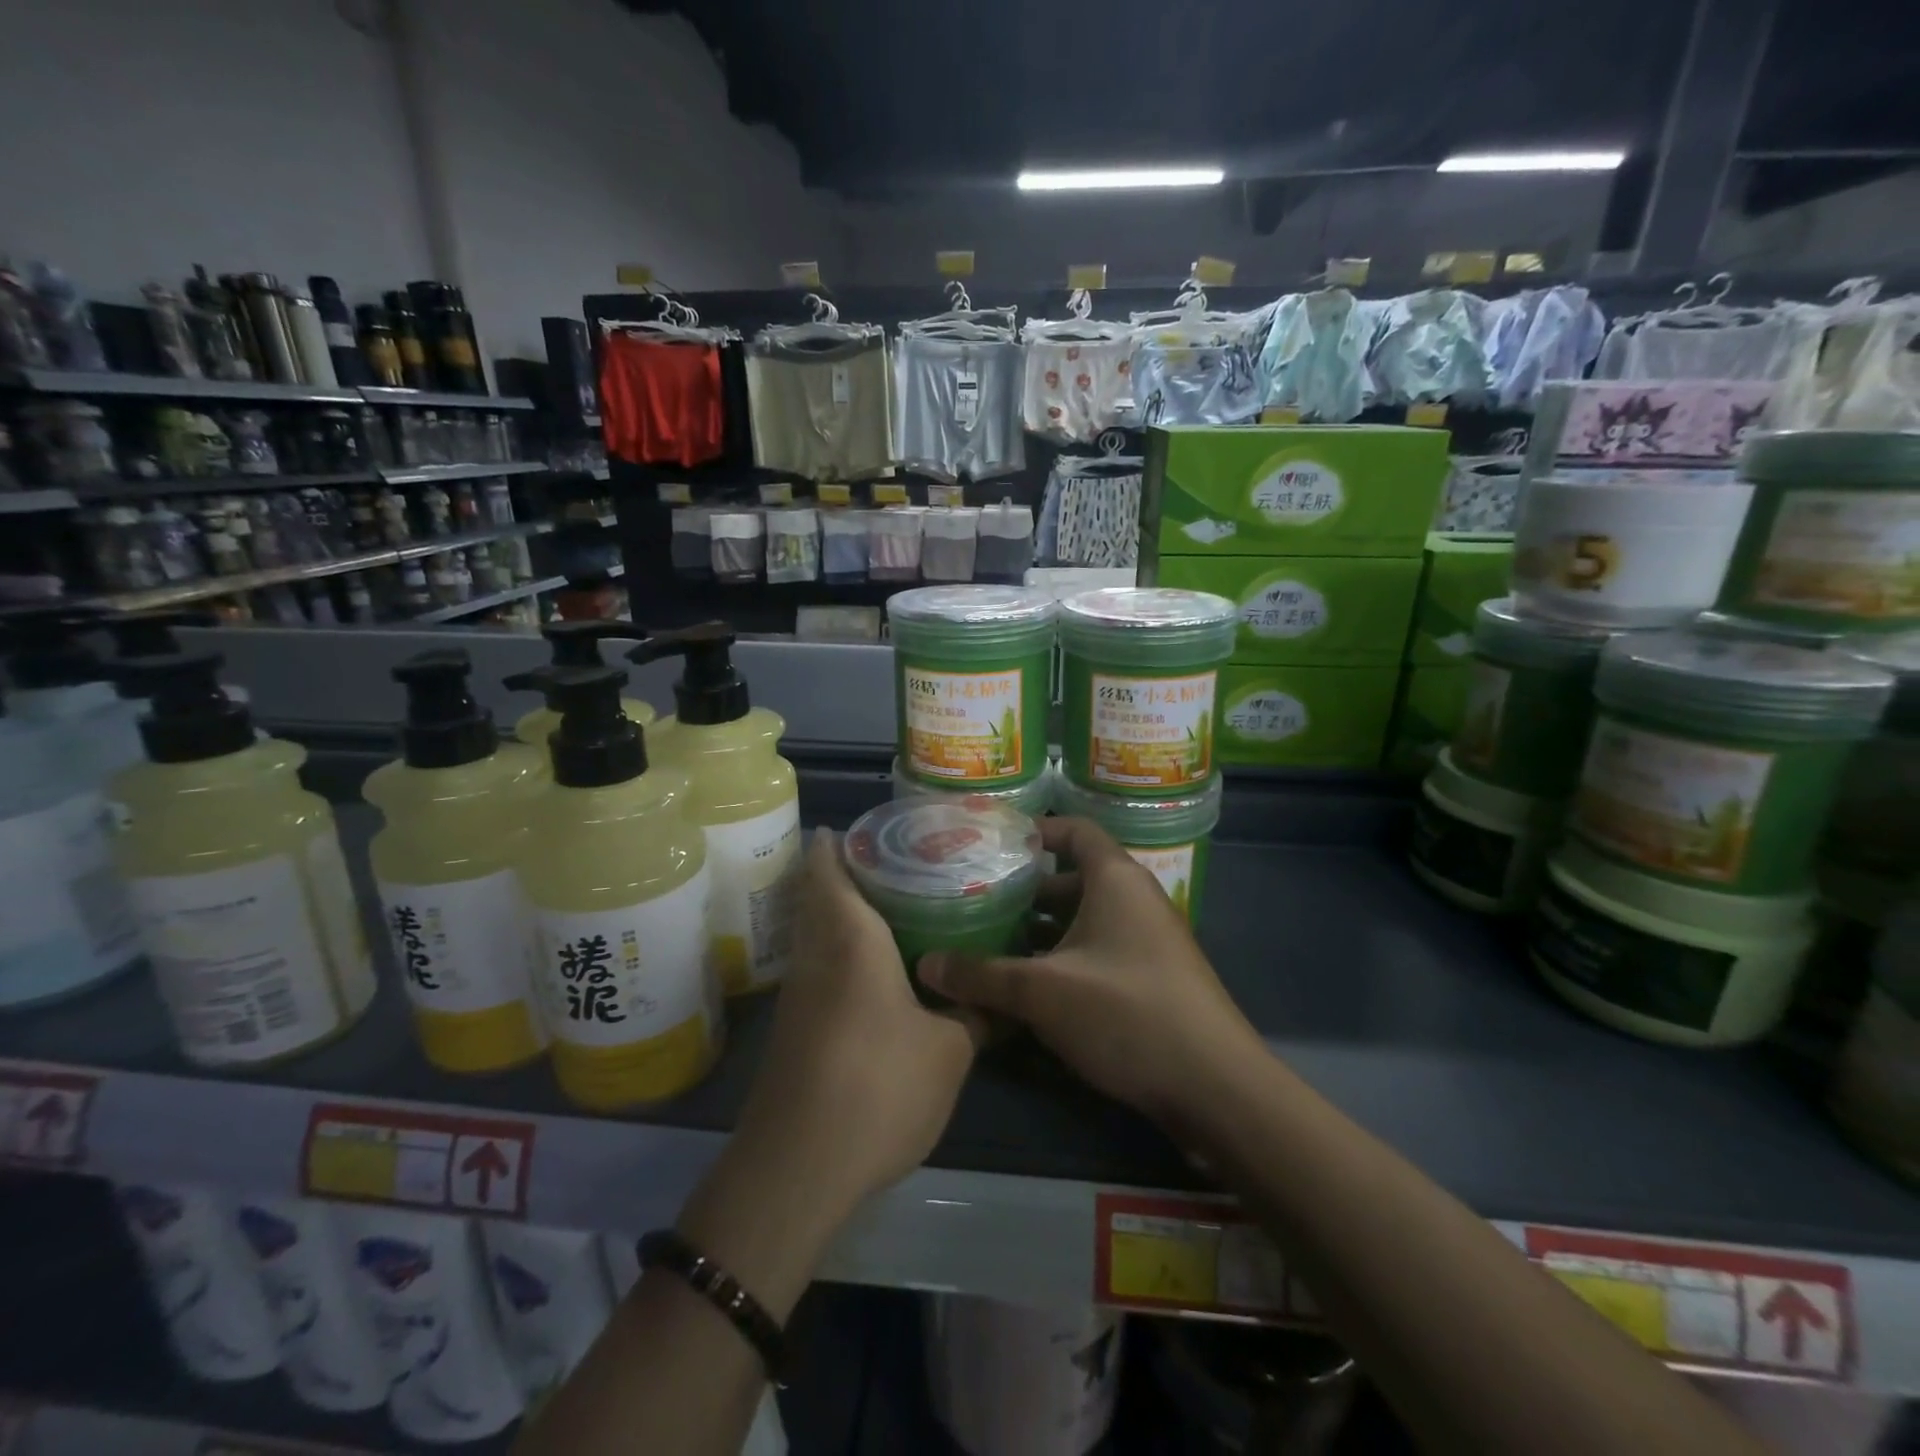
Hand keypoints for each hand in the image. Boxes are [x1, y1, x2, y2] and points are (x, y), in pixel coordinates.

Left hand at [732, 829, 985, 1211]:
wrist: (796, 1169)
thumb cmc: (878, 1087)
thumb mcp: (949, 1051)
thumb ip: (976, 1014)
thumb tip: (1003, 999)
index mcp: (850, 939)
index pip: (829, 870)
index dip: (836, 842)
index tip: (861, 826)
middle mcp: (815, 954)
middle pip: (816, 895)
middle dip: (842, 872)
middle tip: (894, 862)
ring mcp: (797, 993)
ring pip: (814, 932)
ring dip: (839, 913)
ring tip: (890, 907)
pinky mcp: (792, 1028)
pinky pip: (816, 966)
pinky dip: (838, 951)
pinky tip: (873, 970)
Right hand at [918, 816, 1264, 1126]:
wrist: (1216, 1087)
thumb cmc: (1127, 1013)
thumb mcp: (1042, 993)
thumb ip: (981, 976)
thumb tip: (925, 965)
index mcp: (1116, 879)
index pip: (1074, 831)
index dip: (1035, 830)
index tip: (991, 843)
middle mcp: (1136, 899)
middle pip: (1074, 878)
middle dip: (1026, 890)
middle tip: (978, 900)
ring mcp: (1149, 940)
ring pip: (1085, 919)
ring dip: (1043, 930)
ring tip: (992, 944)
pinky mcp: (1153, 978)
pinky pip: (1100, 950)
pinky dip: (1065, 958)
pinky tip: (1030, 987)